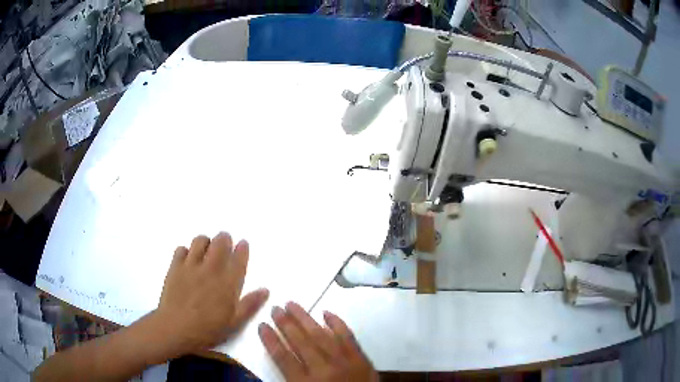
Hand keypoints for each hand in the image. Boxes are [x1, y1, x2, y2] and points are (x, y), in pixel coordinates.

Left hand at [155, 232, 268, 355]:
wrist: (176, 329)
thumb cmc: (208, 329)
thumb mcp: (234, 323)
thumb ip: (250, 305)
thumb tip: (265, 290)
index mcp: (228, 283)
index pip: (238, 259)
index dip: (242, 249)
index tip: (243, 243)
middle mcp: (211, 269)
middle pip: (220, 242)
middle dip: (225, 239)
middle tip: (225, 243)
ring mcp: (191, 266)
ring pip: (200, 241)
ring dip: (206, 242)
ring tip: (206, 251)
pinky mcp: (175, 267)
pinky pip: (181, 248)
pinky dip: (186, 251)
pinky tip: (188, 260)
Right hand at [258, 302, 377, 381]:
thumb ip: (290, 378)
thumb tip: (279, 356)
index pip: (283, 357)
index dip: (270, 340)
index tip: (262, 325)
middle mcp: (323, 370)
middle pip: (300, 342)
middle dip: (285, 324)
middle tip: (275, 308)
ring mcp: (344, 362)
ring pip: (321, 335)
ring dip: (305, 319)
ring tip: (292, 304)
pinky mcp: (361, 359)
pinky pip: (347, 337)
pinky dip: (337, 324)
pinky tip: (327, 313)